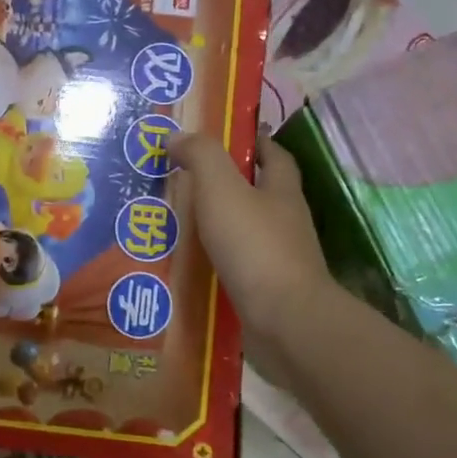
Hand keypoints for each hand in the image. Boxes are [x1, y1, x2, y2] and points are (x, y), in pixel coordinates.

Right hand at [170, 134, 333, 382]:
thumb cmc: (255, 246)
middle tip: (180, 180)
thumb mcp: (222, 188)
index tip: (223, 136)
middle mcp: (285, 222)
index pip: (273, 155)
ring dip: (214, 226)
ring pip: (242, 232)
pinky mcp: (266, 291)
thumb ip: (201, 156)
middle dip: (225, 185)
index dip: (253, 141)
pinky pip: (234, 267)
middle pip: (256, 193)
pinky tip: (184, 265)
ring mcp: (278, 259)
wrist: (284, 322)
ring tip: (172, 224)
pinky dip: (212, 263)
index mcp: (281, 191)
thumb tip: (177, 136)